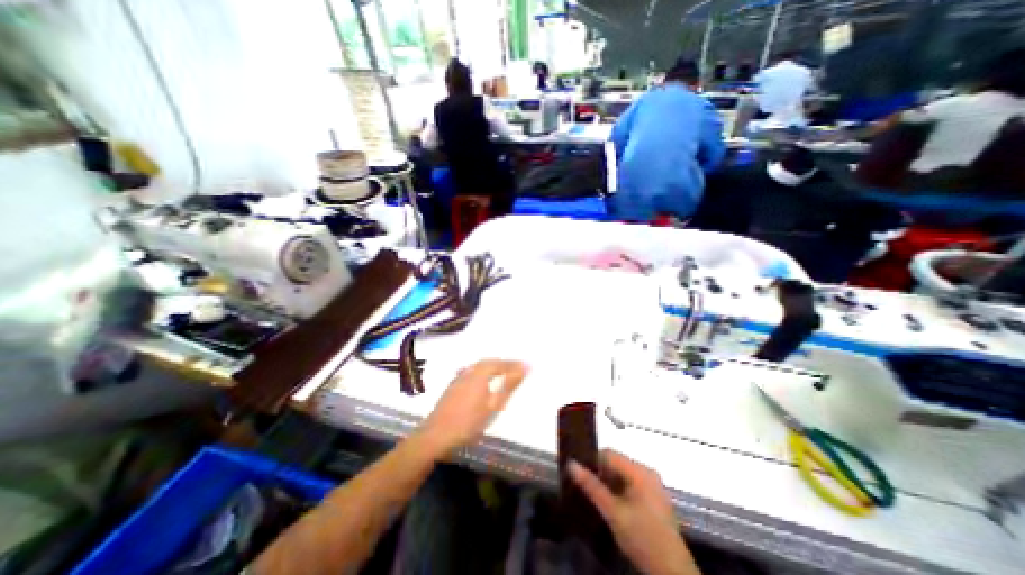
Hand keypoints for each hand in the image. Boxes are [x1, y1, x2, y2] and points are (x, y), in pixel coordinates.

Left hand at [417, 359, 527, 457]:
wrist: (436, 435)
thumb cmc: (469, 421)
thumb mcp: (493, 405)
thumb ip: (508, 385)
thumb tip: (524, 368)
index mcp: (480, 373)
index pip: (500, 363)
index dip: (514, 364)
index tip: (526, 366)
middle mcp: (469, 371)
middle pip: (489, 362)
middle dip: (503, 363)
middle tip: (515, 367)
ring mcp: (458, 378)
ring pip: (478, 366)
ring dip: (492, 366)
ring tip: (502, 371)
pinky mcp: (452, 385)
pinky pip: (471, 371)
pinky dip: (481, 371)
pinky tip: (481, 378)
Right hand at [568, 450, 705, 574]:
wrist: (673, 573)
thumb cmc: (642, 537)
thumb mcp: (613, 512)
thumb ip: (592, 486)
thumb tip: (571, 464)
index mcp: (639, 471)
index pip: (608, 453)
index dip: (592, 461)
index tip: (579, 473)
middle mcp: (647, 472)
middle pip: (615, 463)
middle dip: (600, 474)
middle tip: (586, 488)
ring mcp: (653, 484)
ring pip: (622, 474)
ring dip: (609, 483)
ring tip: (595, 497)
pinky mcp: (654, 496)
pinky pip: (631, 484)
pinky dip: (619, 490)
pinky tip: (611, 504)